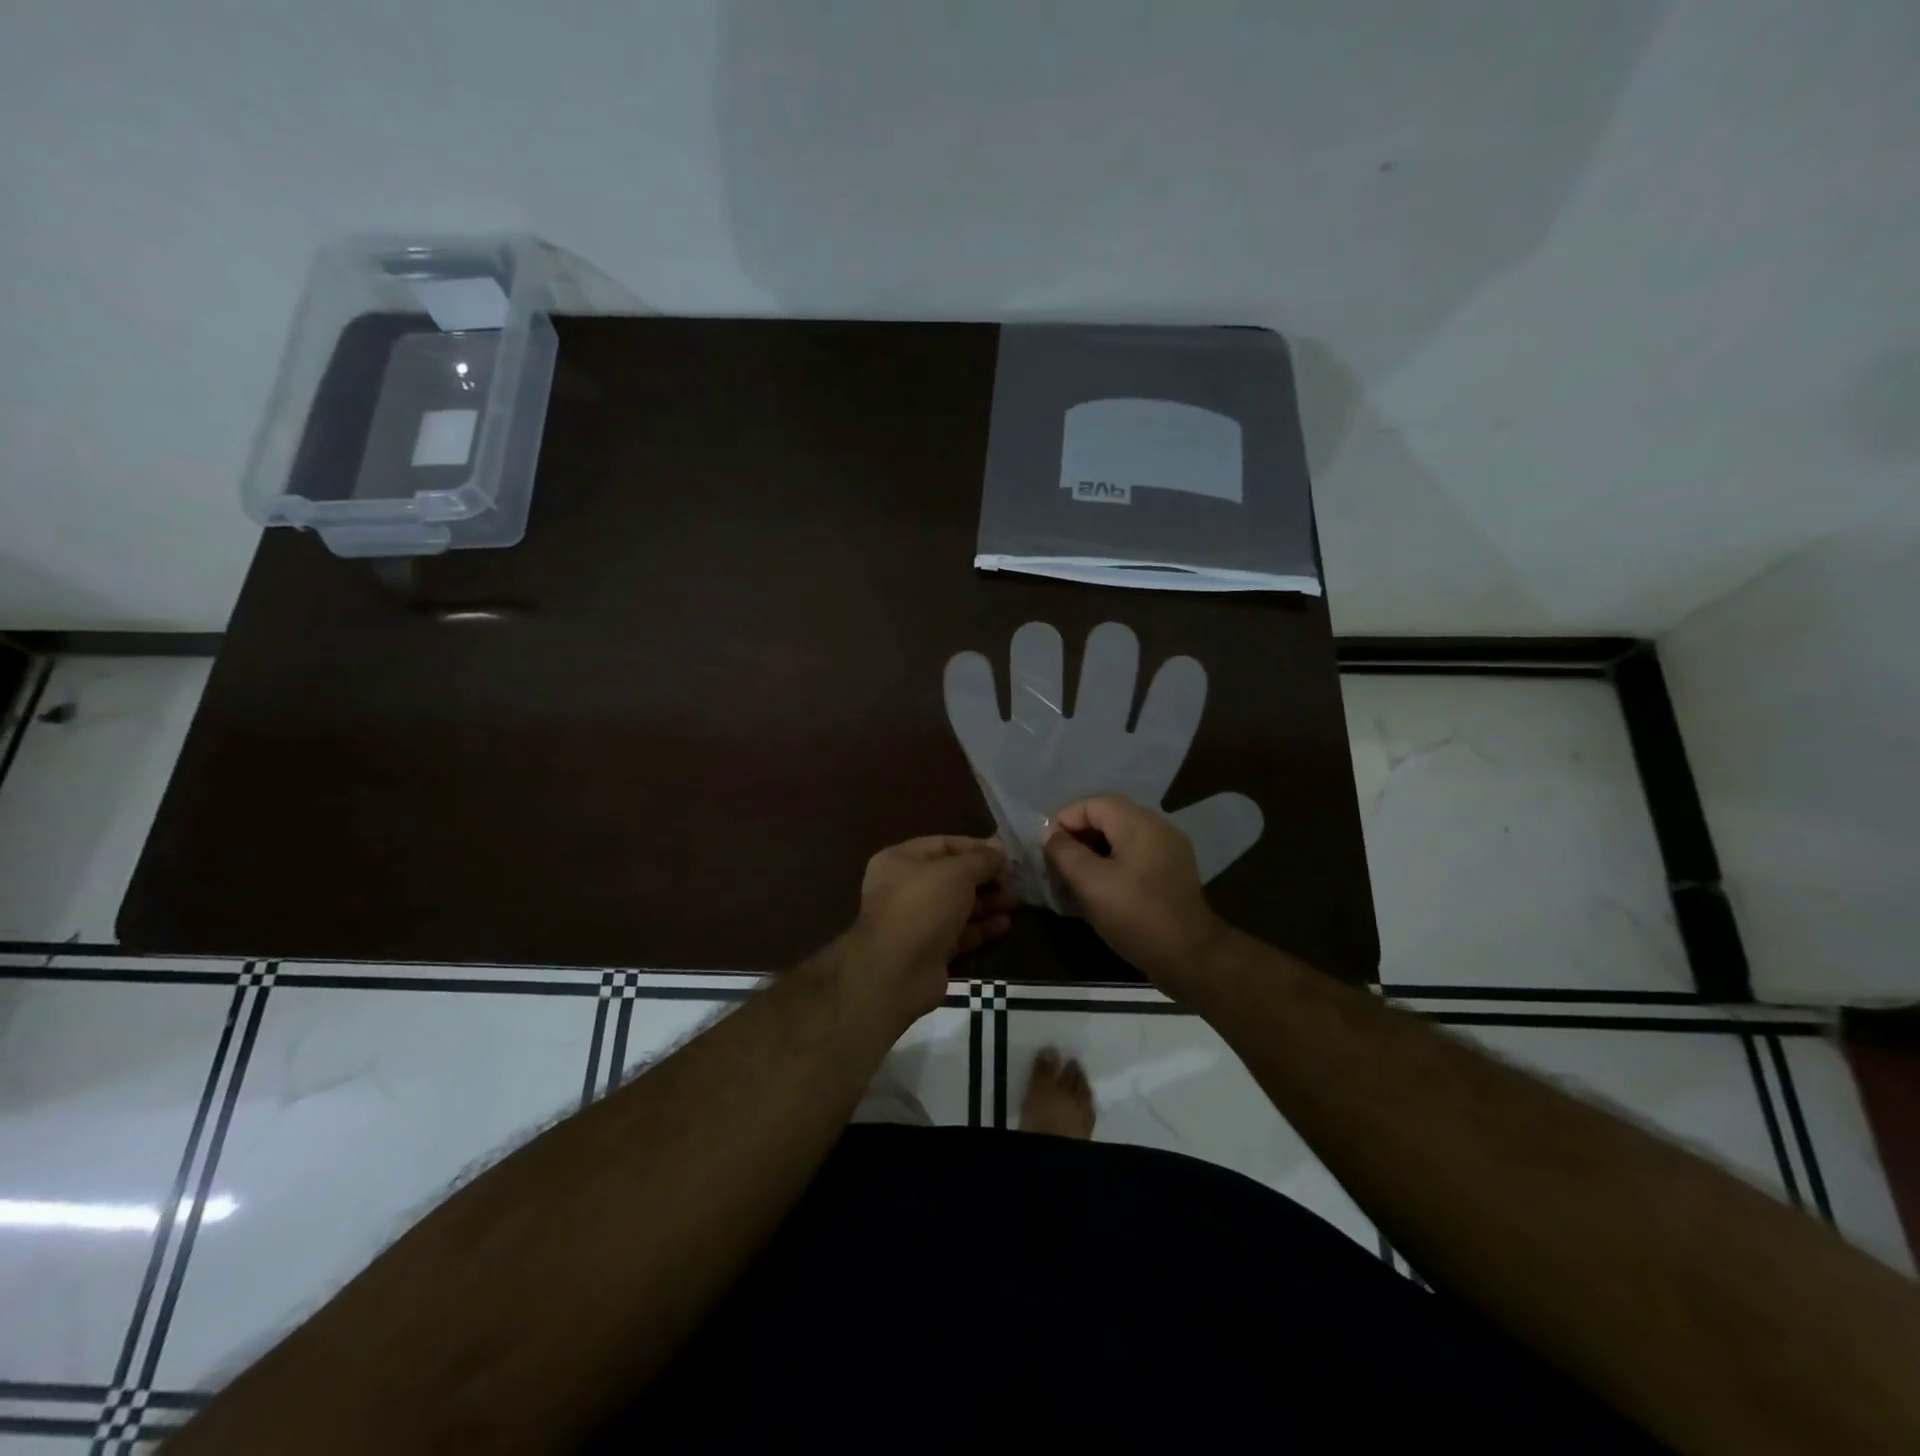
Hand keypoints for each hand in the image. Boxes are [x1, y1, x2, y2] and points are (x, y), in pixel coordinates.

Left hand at [848, 836, 1014, 1019]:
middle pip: (951, 877)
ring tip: (1017, 900)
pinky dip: (981, 927)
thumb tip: (1000, 848)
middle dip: (985, 877)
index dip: (975, 846)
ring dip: (987, 902)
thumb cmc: (923, 905)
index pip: (942, 844)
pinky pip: (959, 933)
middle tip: (1017, 878)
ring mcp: (915, 921)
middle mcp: (904, 888)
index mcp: (900, 861)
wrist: (897, 971)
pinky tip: (1006, 924)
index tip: (1006, 853)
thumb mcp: (957, 873)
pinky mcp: (929, 951)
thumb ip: (981, 859)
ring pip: (957, 906)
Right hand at [1042, 795, 1227, 988]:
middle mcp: (1157, 827)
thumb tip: (1050, 834)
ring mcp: (1169, 850)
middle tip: (1056, 866)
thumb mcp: (1090, 883)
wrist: (1191, 957)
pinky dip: (1112, 865)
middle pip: (1107, 818)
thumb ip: (1064, 852)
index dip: (1064, 821)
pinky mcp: (1172, 872)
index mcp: (1139, 823)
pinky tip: (1099, 891)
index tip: (1047, 850)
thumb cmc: (1136, 915)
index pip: (1092, 803)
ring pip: (1120, 839)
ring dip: (1092, 853)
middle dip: (1076, 838)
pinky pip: (1134, 856)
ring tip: (1073, 880)